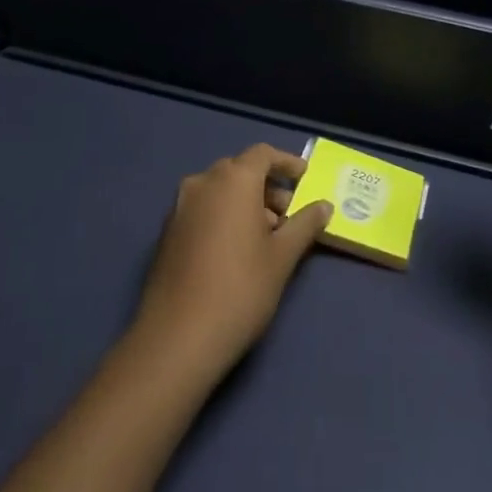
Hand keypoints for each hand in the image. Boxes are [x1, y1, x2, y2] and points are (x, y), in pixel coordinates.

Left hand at [131, 145, 332, 381]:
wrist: (177, 337)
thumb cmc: (241, 288)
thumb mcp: (283, 256)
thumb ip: (305, 224)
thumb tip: (324, 206)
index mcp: (233, 179)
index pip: (263, 154)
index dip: (286, 163)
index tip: (304, 177)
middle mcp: (203, 182)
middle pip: (240, 170)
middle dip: (266, 186)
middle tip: (288, 213)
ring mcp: (179, 207)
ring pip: (219, 190)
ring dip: (244, 202)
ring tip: (266, 236)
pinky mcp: (167, 232)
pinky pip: (202, 209)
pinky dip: (223, 215)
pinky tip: (236, 249)